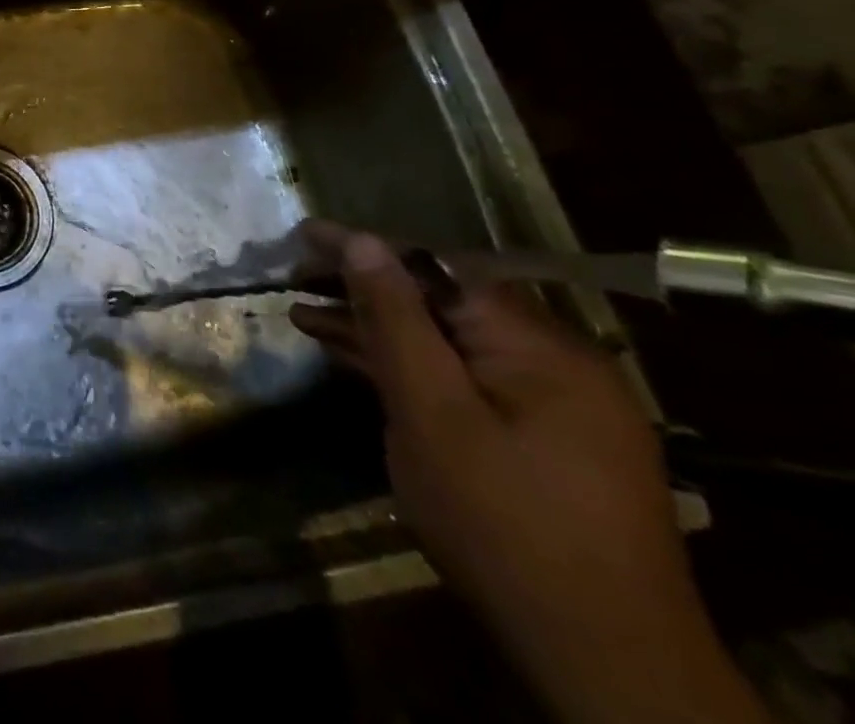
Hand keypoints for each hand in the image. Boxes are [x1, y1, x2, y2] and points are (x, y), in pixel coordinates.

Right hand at [288, 219, 768, 723]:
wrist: (603, 665)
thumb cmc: (504, 523)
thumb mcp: (432, 413)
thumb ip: (395, 321)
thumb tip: (362, 242)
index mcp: (539, 346)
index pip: (435, 270)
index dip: (364, 248)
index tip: (302, 233)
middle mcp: (553, 362)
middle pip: (440, 303)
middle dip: (364, 288)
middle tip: (295, 275)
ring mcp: (550, 405)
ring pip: (446, 344)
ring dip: (377, 329)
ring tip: (305, 313)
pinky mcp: (538, 440)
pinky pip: (461, 381)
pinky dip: (408, 368)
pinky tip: (356, 360)